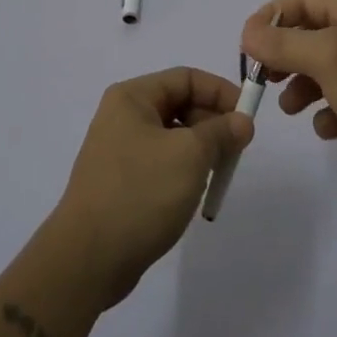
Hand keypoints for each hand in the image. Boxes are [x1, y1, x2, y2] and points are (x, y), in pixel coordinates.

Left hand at [46, 67, 253, 309]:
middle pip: (179, 104)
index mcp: (132, 97)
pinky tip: (195, 193)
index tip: (248, 118)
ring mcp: (119, 150)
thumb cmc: (140, 193)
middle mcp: (123, 116)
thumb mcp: (189, 156)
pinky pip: (161, 162)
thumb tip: (242, 121)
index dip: (220, 92)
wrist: (88, 259)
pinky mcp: (122, 181)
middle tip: (237, 151)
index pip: (185, 78)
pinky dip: (183, 171)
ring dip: (201, 150)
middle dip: (212, 123)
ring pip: (173, 136)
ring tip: (218, 174)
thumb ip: (221, 132)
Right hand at [242, 0, 336, 201]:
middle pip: (311, 34)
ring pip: (323, 69)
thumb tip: (248, 33)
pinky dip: (327, 112)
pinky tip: (327, 128)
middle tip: (265, 76)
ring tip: (291, 108)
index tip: (248, 44)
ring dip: (301, 86)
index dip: (273, 16)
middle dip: (284, 54)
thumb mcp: (326, 58)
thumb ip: (283, 43)